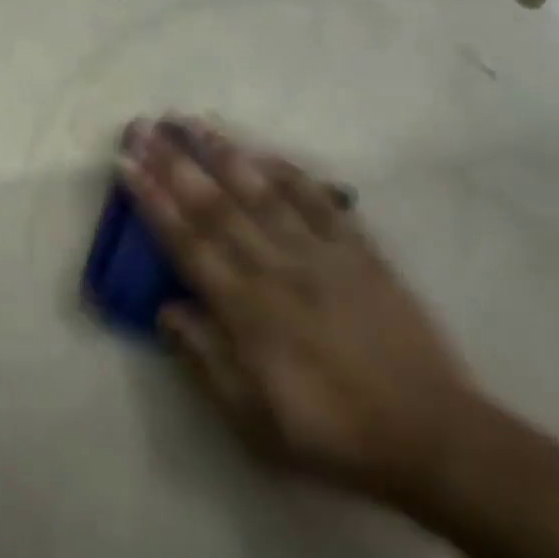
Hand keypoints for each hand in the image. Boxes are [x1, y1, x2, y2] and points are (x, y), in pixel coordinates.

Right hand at [119, 118, 476, 506]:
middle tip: (144, 126)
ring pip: (262, 192)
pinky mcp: (359, 251)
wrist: (432, 436)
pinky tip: (265, 151)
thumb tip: (165, 309)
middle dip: (174, 162)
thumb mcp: (253, 421)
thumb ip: (204, 360)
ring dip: (223, 153)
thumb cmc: (331, 433)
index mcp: (246, 309)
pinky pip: (319, 202)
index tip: (126, 163)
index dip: (151, 200)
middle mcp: (276, 268)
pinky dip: (290, 173)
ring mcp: (320, 254)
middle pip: (215, 205)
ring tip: (192, 121)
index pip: (186, 241)